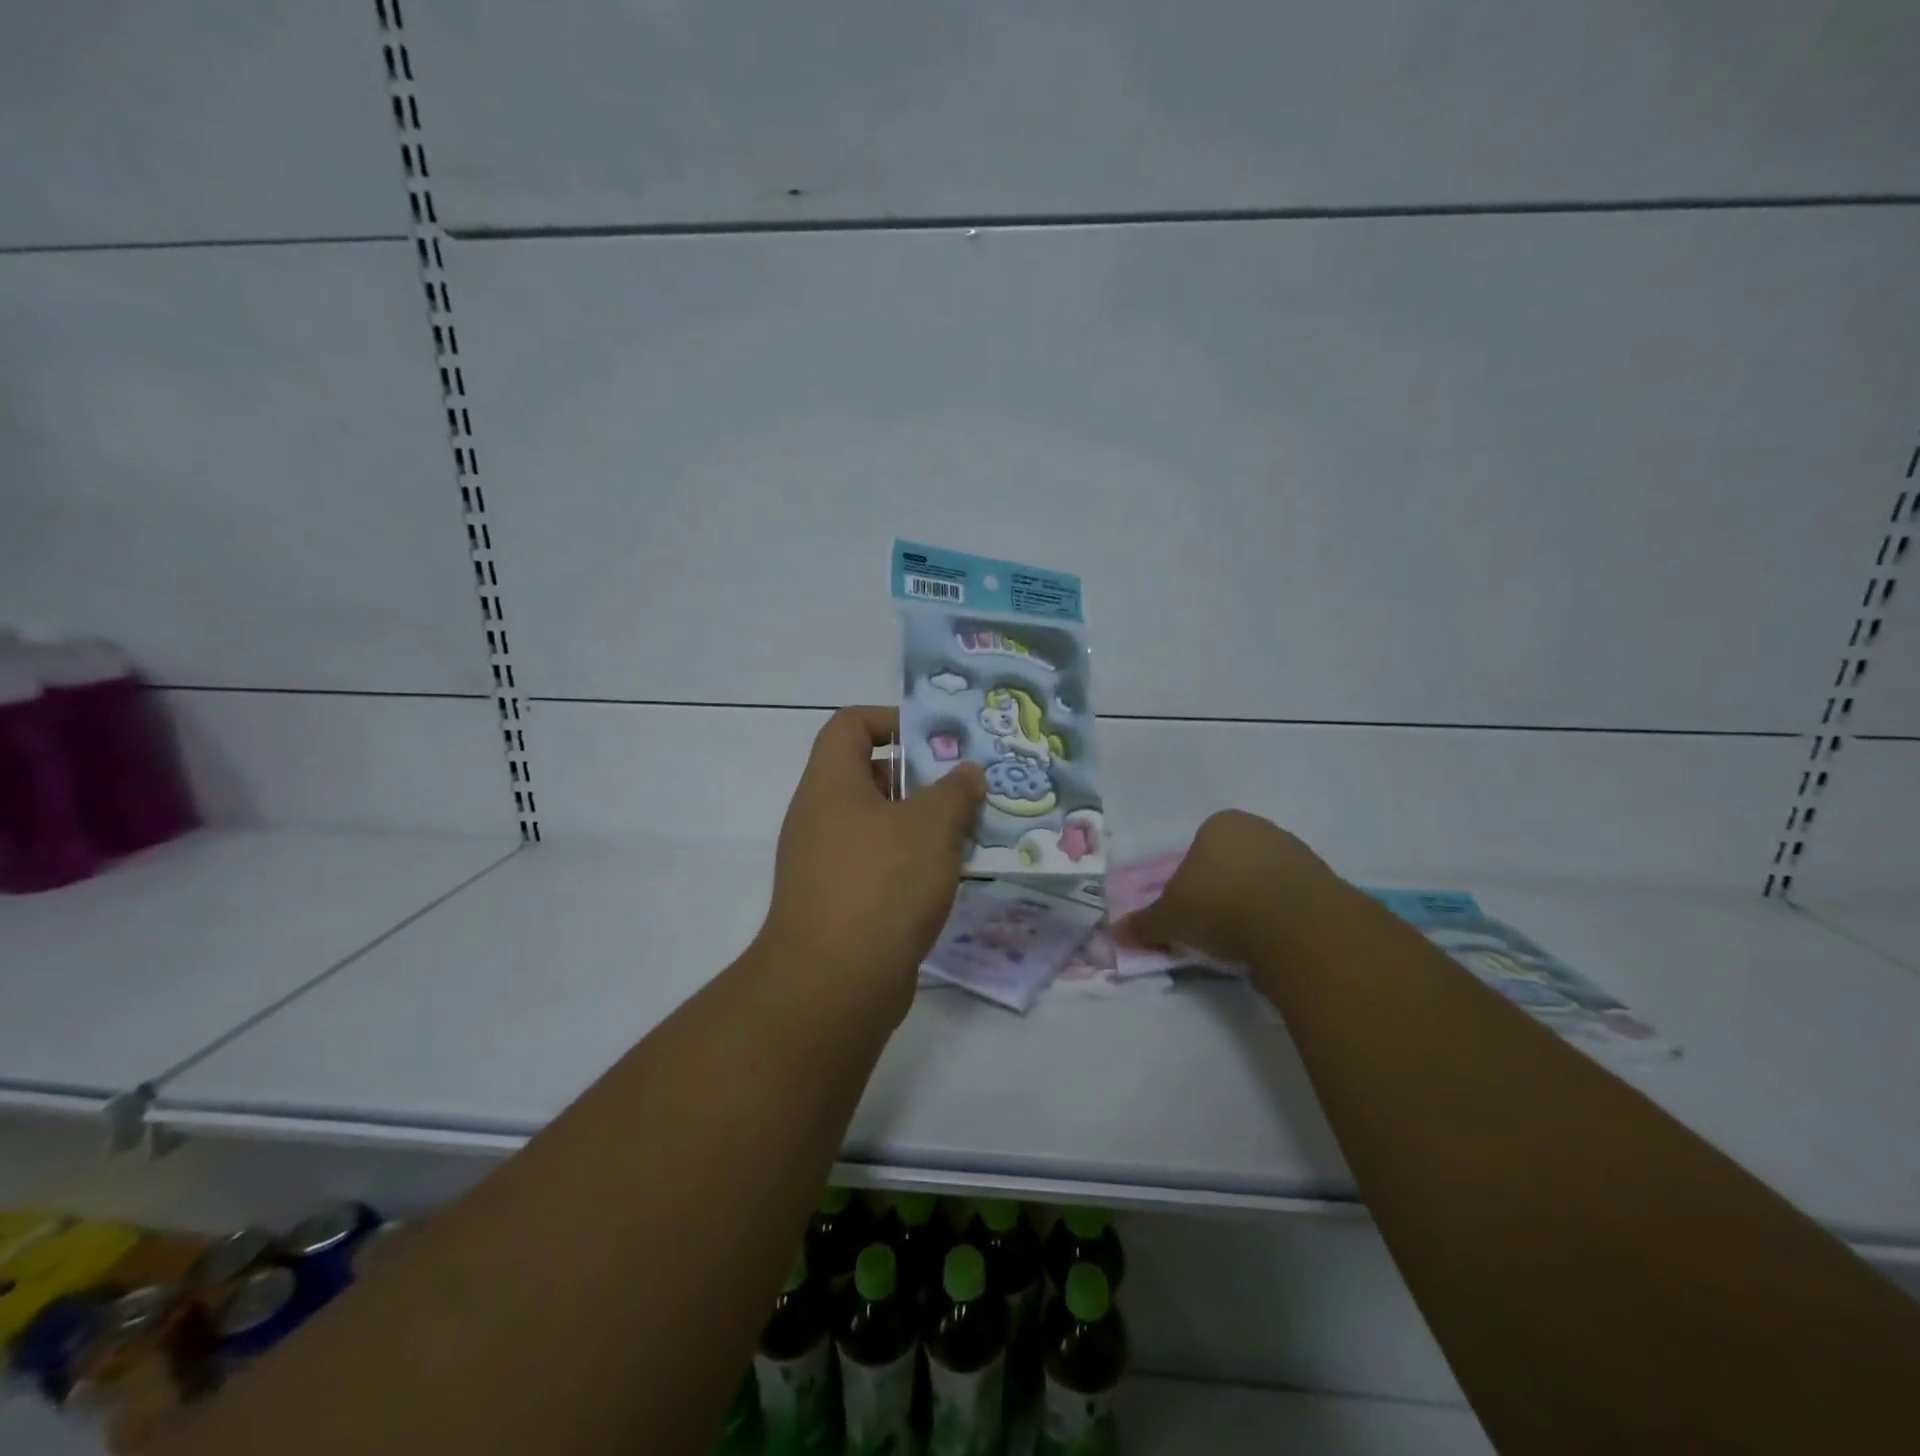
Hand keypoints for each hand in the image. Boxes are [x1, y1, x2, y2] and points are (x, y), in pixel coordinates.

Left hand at [759, 706, 984, 1017]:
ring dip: (924, 825)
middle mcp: (821, 817)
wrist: (835, 985)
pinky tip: (951, 877)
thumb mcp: (930, 826)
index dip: (891, 719)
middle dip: (921, 777)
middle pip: (870, 775)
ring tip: (972, 831)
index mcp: (830, 784)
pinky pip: (881, 866)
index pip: (850, 725)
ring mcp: (826, 863)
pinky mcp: (840, 903)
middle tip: (967, 787)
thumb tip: (966, 772)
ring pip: (880, 825)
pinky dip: (913, 864)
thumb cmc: (882, 884)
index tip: (936, 739)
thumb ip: (954, 790)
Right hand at [1115, 810, 1339, 966]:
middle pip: (1233, 861)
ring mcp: (1297, 852)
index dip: (1190, 880)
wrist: (1294, 926)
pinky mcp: (1326, 882)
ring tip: (1244, 939)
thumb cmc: (1219, 905)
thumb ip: (1144, 924)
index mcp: (1219, 824)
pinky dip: (1281, 917)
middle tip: (1213, 925)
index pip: (1198, 848)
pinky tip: (1273, 941)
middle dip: (1223, 889)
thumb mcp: (1170, 918)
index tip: (1189, 910)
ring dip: (1254, 903)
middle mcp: (1259, 828)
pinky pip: (1292, 899)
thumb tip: (1116, 933)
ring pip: (1264, 879)